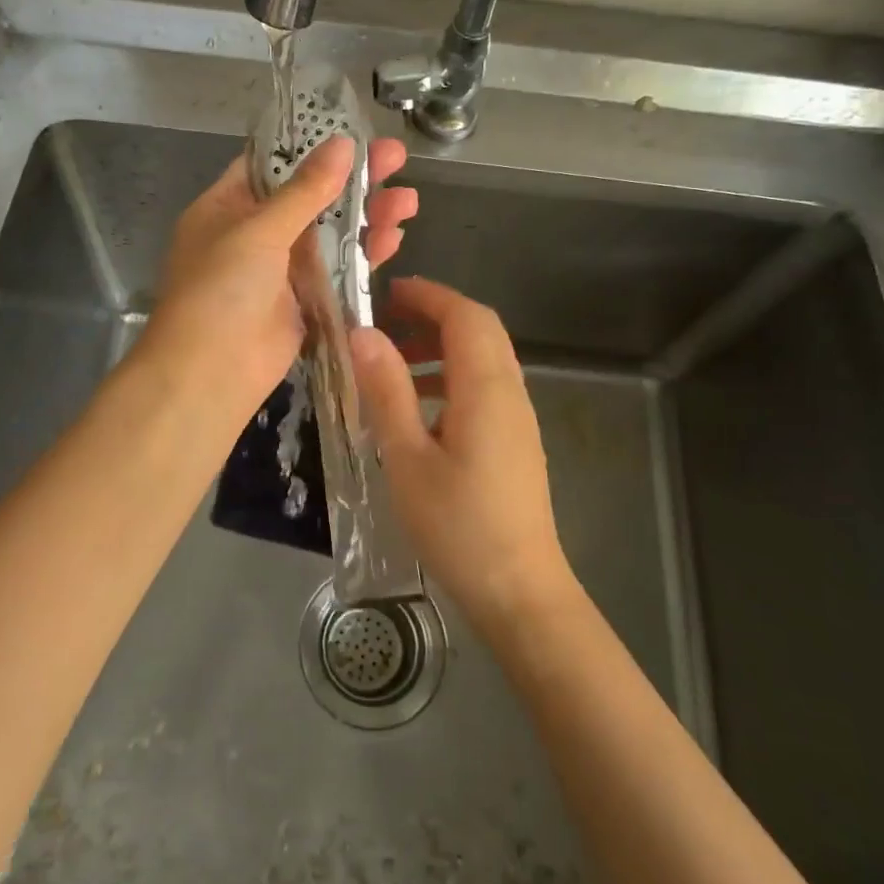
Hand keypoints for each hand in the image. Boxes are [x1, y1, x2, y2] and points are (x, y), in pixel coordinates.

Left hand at [138, 135, 416, 426]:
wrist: (210, 373)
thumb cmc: (221, 289)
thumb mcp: (259, 230)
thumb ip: (305, 190)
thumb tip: (343, 144)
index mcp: (227, 206)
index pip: (272, 164)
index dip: (312, 146)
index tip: (354, 131)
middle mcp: (253, 233)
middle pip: (310, 196)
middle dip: (353, 179)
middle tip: (398, 158)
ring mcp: (280, 269)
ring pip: (330, 233)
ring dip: (366, 216)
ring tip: (408, 200)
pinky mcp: (303, 301)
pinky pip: (337, 270)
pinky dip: (363, 254)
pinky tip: (393, 237)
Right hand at [349, 277, 574, 637]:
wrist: (519, 590)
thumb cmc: (458, 526)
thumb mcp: (407, 458)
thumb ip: (387, 391)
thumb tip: (363, 333)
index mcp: (485, 389)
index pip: (465, 316)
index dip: (429, 295)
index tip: (387, 293)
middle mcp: (510, 392)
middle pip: (480, 329)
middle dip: (434, 314)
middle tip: (387, 320)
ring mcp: (519, 417)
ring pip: (484, 357)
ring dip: (443, 345)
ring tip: (394, 361)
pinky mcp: (517, 439)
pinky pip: (486, 386)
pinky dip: (453, 375)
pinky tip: (420, 408)